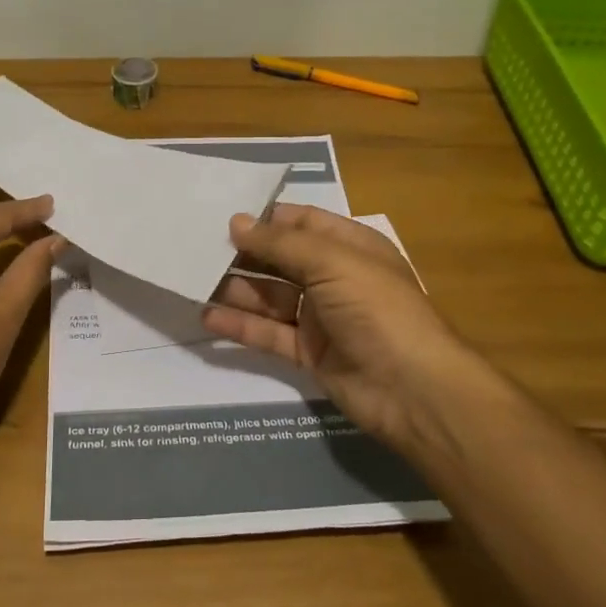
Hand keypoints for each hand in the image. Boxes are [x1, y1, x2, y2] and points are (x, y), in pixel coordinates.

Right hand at [201, 204, 482, 449]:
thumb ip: (280, 243)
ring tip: (193, 280)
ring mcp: (321, 318)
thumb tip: (236, 222)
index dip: (265, 219)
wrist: (412, 390)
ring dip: (235, 289)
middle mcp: (334, 278)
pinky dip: (240, 326)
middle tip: (196, 248)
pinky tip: (207, 317)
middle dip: (243, 254)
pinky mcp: (309, 353)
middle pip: (280, 260)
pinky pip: (269, 334)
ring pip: (270, 297)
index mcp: (349, 247)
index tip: (221, 216)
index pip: (301, 223)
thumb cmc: (377, 309)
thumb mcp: (331, 262)